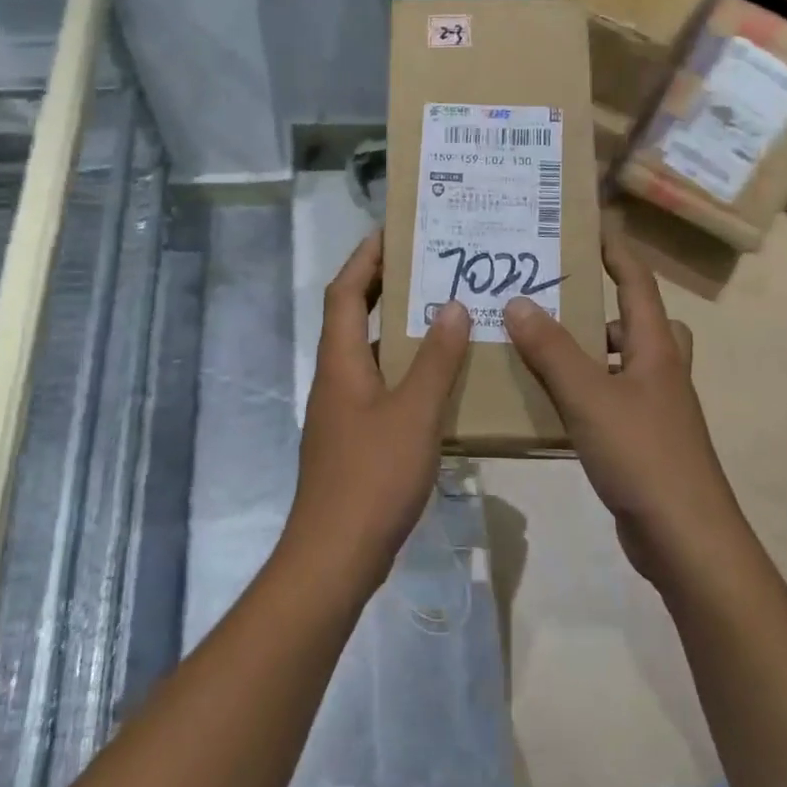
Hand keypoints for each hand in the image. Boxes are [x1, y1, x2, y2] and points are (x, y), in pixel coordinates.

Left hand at [287, 232, 470, 597]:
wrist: (336, 554)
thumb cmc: (373, 475)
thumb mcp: (415, 413)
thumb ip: (435, 360)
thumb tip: (450, 306)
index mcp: (341, 361)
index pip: (345, 292)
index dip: (365, 258)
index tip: (394, 232)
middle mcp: (336, 377)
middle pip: (353, 316)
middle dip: (384, 287)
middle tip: (428, 265)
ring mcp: (342, 410)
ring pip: (370, 353)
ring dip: (399, 330)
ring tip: (444, 314)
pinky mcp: (354, 437)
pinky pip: (380, 386)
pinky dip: (406, 370)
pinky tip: (441, 380)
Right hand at [503, 224, 738, 584]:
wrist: (685, 537)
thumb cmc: (642, 454)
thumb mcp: (589, 396)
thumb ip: (552, 350)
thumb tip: (519, 301)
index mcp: (655, 348)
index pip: (638, 283)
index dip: (616, 253)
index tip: (589, 228)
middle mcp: (660, 371)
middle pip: (638, 321)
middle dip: (602, 305)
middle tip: (556, 298)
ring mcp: (655, 408)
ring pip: (622, 362)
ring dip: (590, 350)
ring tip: (540, 347)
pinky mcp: (643, 440)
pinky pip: (611, 398)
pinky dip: (586, 390)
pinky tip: (551, 403)